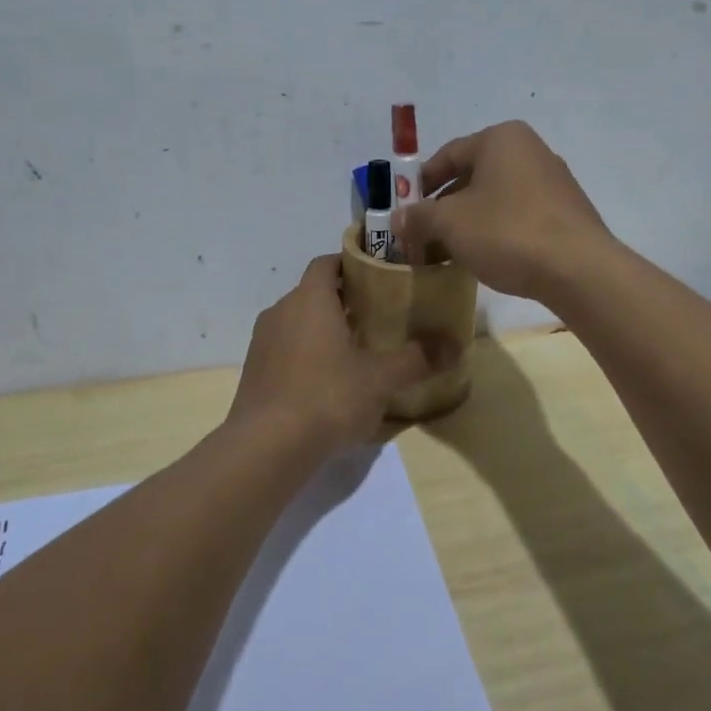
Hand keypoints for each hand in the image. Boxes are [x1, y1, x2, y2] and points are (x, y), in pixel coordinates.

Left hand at [227, 255, 447, 454]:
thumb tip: (456, 346)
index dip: (352, 264)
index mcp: (309, 299)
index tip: (379, 278)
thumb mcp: (381, 378)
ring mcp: (262, 343)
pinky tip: (329, 383)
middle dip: (344, 301)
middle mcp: (281, 311)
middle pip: (314, 293)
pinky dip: (306, 356)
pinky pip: (285, 350)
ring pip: (298, 323)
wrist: (266, 448)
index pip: (327, 263)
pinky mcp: (254, 373)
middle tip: (379, 317)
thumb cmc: (327, 397)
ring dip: (324, 330)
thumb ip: (418, 358)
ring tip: (358, 351)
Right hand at [393, 121, 611, 301]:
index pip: (447, 155)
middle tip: (423, 234)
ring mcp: (553, 181)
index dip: (420, 183)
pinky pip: (519, 214)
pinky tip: (486, 256)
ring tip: (450, 250)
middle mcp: (530, 150)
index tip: (404, 210)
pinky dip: (497, 230)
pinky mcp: (566, 211)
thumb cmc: (506, 231)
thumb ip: (419, 217)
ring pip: (496, 197)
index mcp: (501, 139)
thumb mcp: (450, 223)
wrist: (578, 269)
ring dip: (469, 221)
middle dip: (444, 206)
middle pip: (472, 175)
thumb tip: (398, 219)